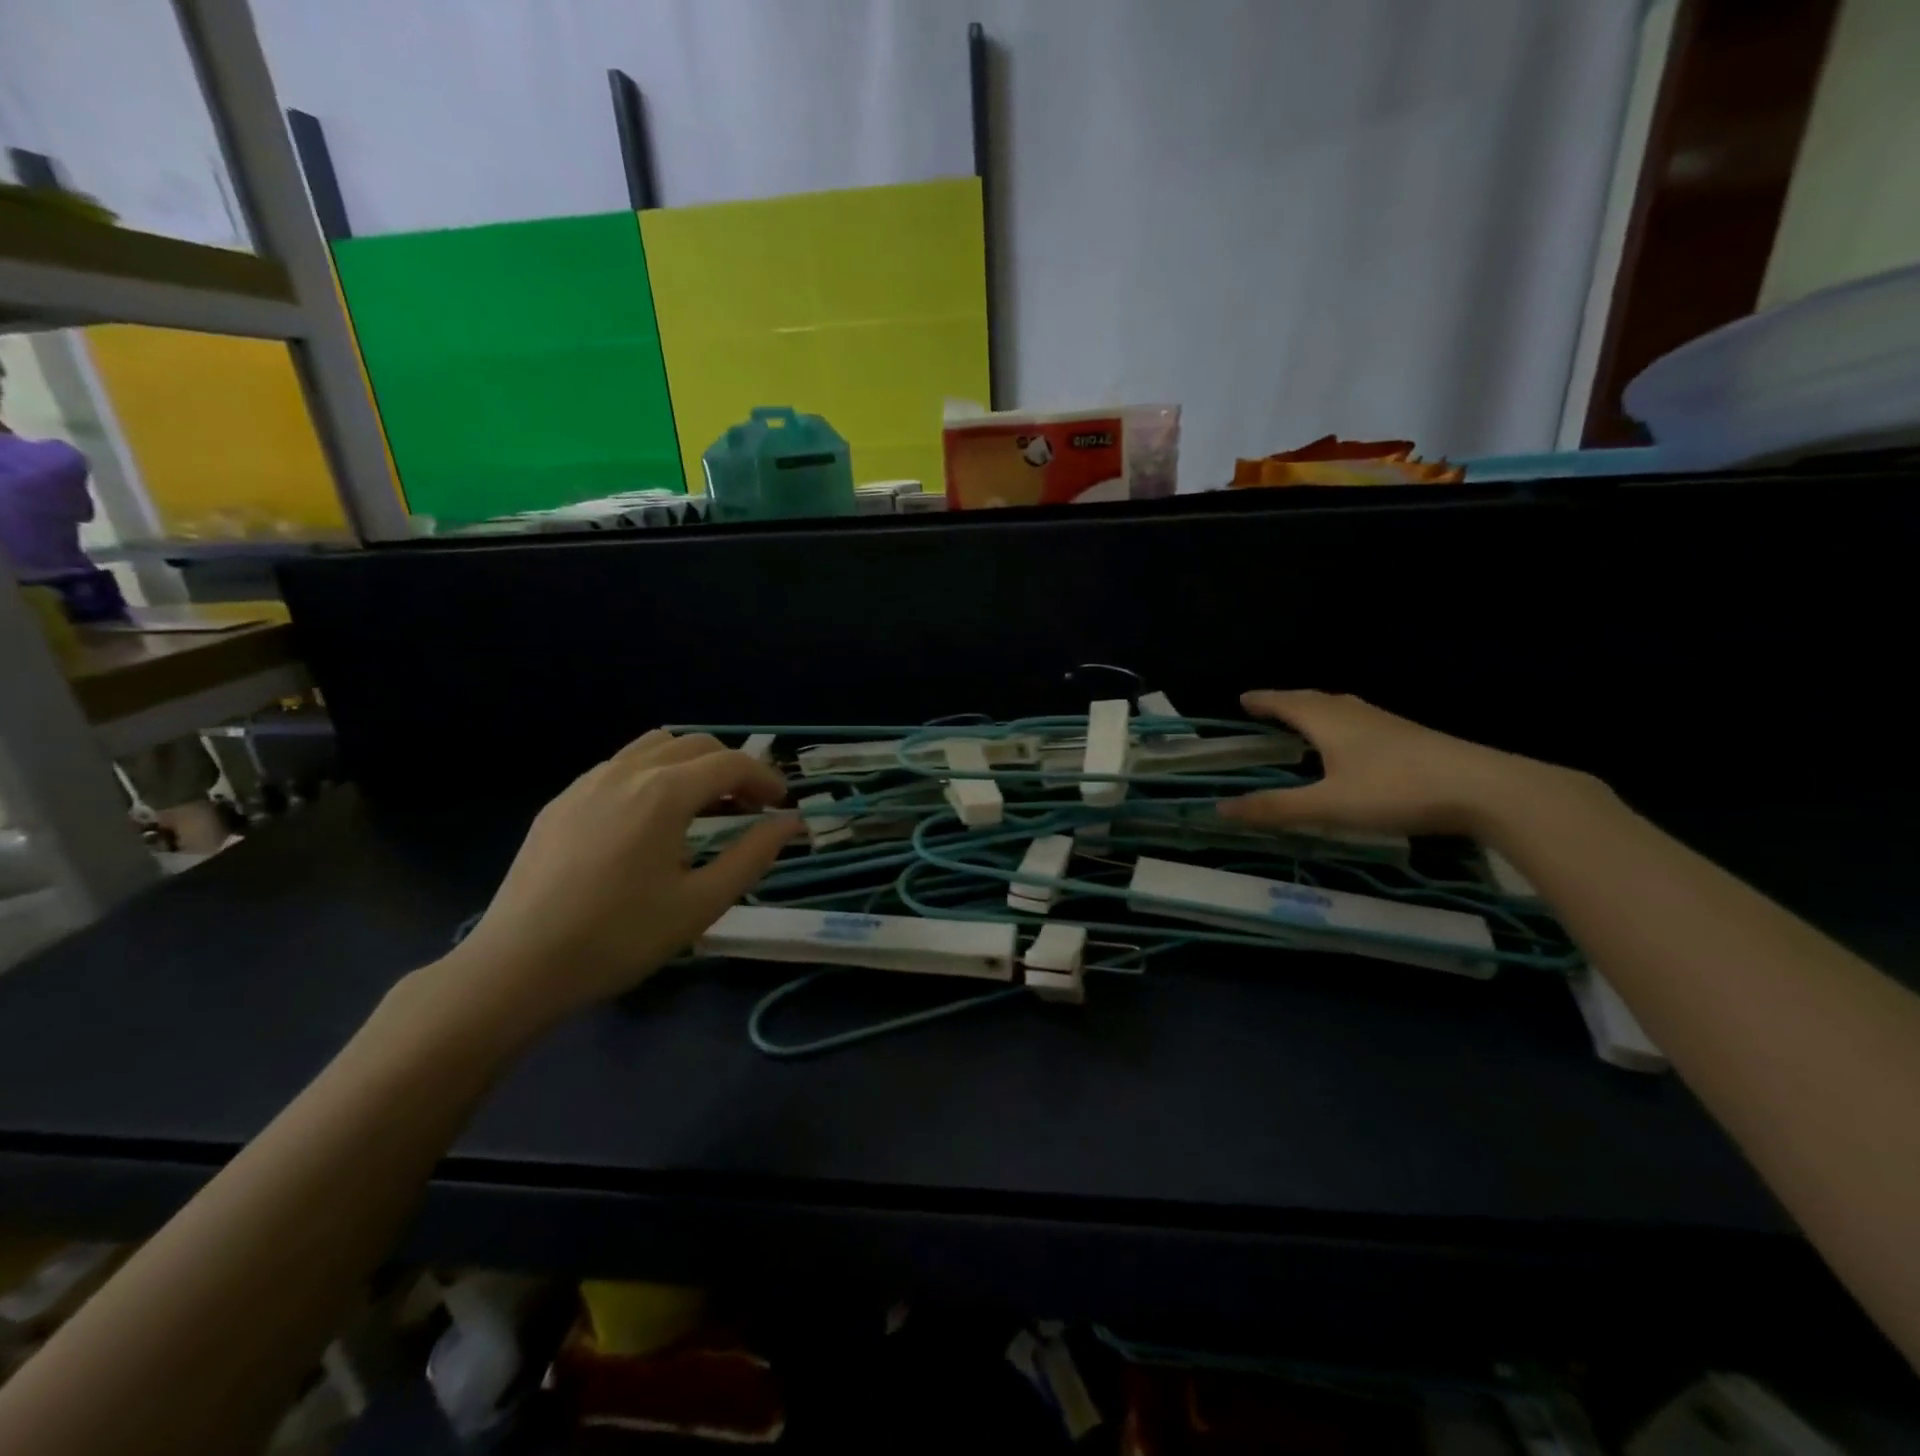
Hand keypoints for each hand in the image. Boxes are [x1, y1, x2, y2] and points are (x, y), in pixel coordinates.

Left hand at [444, 730, 799, 1023]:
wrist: (518, 966)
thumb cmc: (620, 937)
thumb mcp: (701, 903)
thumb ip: (753, 855)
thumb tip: (790, 822)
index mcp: (665, 793)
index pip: (731, 763)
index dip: (765, 778)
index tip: (780, 806)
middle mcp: (627, 772)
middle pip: (696, 745)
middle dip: (732, 768)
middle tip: (748, 809)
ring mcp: (588, 782)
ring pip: (654, 747)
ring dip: (691, 764)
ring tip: (702, 805)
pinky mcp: (561, 801)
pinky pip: (620, 766)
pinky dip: (653, 775)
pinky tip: (651, 819)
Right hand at [1219, 689, 1573, 838]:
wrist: (1484, 788)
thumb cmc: (1396, 791)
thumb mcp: (1328, 806)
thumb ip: (1276, 808)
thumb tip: (1220, 808)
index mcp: (1329, 722)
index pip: (1287, 703)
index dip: (1263, 701)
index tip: (1242, 699)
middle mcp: (1356, 714)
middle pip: (1314, 699)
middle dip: (1287, 702)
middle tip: (1267, 708)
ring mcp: (1388, 723)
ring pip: (1342, 707)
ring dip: (1316, 709)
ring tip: (1305, 719)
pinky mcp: (1412, 736)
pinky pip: (1362, 719)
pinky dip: (1342, 722)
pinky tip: (1353, 742)